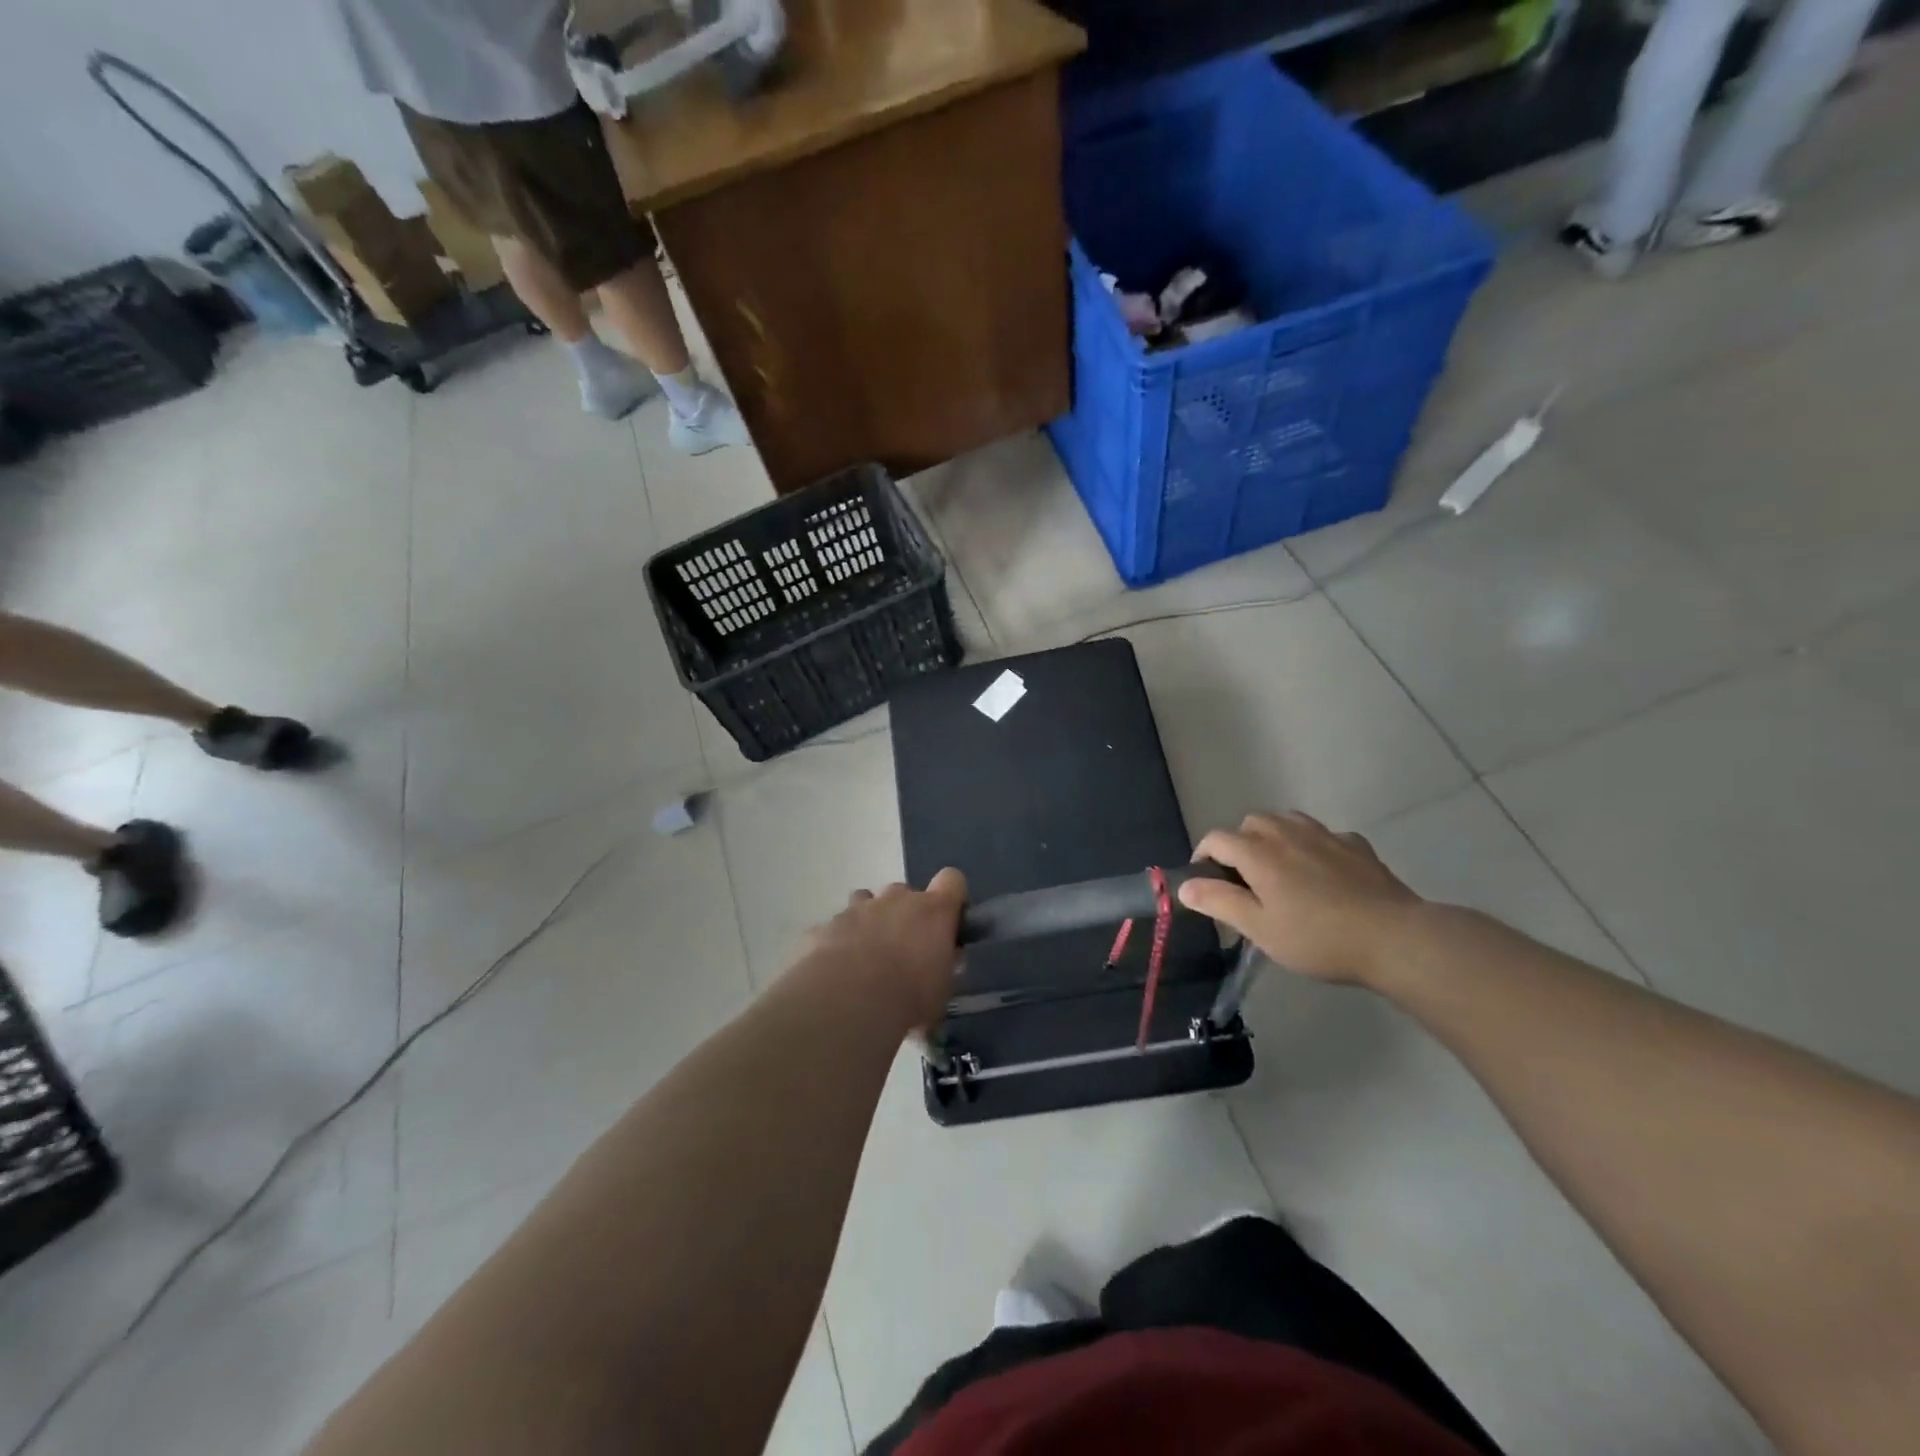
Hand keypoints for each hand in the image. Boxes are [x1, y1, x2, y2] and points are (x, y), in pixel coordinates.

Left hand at [804, 868, 967, 1029]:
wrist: (848, 1003)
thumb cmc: (909, 997)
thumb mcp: (941, 990)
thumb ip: (943, 966)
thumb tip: (941, 961)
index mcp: (933, 911)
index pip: (952, 880)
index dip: (950, 897)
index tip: (947, 922)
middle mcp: (896, 899)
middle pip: (904, 891)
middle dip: (903, 914)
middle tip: (901, 950)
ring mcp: (857, 909)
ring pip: (865, 901)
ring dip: (869, 921)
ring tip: (865, 956)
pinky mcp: (826, 926)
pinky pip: (835, 928)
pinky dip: (838, 942)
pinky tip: (835, 972)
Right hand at [1179, 813, 1422, 984]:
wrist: (1394, 938)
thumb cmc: (1318, 938)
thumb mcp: (1260, 929)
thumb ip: (1219, 902)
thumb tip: (1184, 885)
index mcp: (1258, 853)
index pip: (1216, 839)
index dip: (1203, 856)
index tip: (1206, 883)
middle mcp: (1287, 834)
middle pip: (1251, 822)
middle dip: (1239, 842)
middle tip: (1244, 878)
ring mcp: (1325, 836)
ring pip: (1287, 820)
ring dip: (1274, 836)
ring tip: (1280, 868)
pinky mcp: (1356, 846)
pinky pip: (1324, 834)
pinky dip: (1313, 845)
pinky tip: (1323, 870)